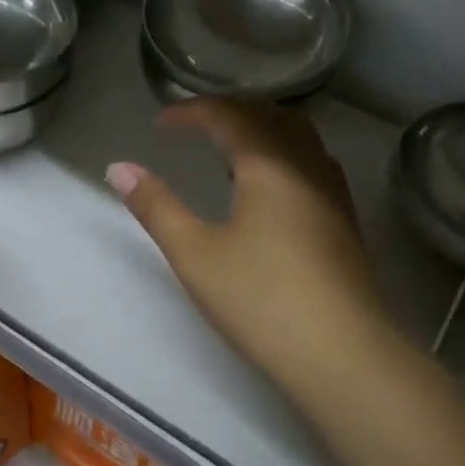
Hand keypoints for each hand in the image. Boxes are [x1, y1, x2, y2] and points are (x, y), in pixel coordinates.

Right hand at [106, 100, 400, 404]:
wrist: (344, 354)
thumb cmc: (262, 300)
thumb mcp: (195, 254)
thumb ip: (156, 206)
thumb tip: (119, 168)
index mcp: (268, 164)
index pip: (228, 116)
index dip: (191, 112)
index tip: (160, 124)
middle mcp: (306, 165)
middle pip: (268, 115)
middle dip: (228, 112)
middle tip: (194, 127)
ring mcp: (333, 191)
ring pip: (299, 135)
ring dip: (262, 128)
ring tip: (231, 150)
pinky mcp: (346, 219)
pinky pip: (313, 161)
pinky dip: (285, 153)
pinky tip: (273, 188)